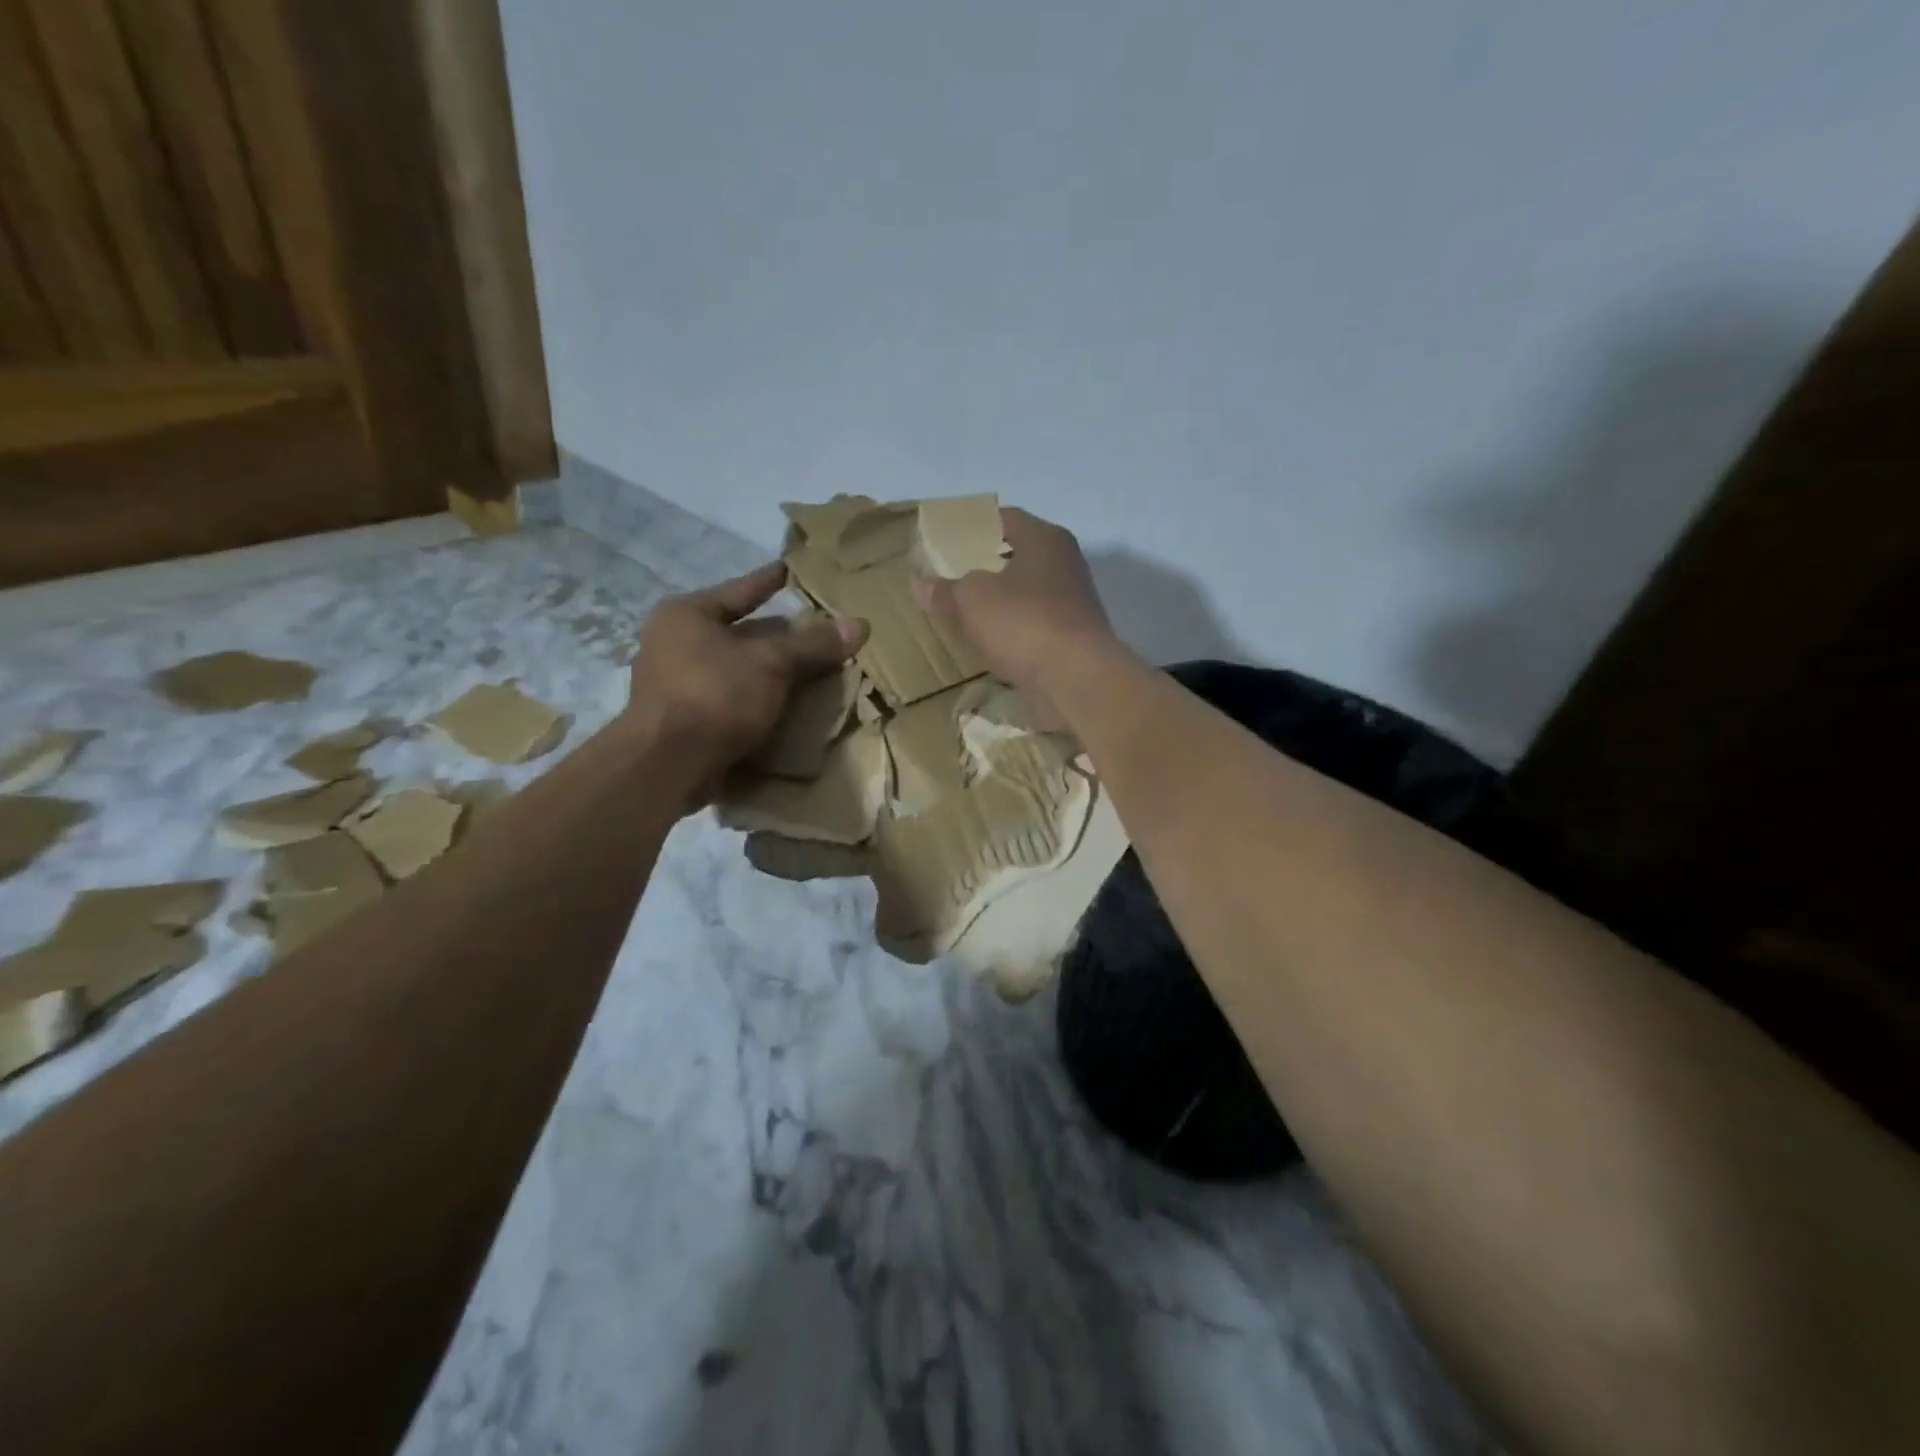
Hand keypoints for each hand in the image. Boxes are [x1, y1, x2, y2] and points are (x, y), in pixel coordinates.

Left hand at [624, 563, 866, 803]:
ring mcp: (673, 684)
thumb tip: (860, 624)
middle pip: (737, 632)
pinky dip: (755, 698)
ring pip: (734, 668)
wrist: (668, 765)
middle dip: (775, 635)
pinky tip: (783, 704)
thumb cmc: (716, 695)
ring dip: (766, 670)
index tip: (790, 570)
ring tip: (806, 669)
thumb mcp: (772, 663)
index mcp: (685, 615)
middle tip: (812, 630)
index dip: (769, 581)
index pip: (739, 590)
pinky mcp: (681, 720)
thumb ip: (814, 644)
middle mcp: (672, 643)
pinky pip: (729, 698)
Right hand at [914, 508, 1119, 697]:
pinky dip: (1014, 626)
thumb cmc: (1024, 623)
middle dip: (985, 564)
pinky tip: (992, 639)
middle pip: (1018, 554)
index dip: (973, 526)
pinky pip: (1034, 622)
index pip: (1004, 518)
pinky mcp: (1073, 635)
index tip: (947, 539)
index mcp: (1044, 538)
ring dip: (1000, 598)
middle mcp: (1065, 562)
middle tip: (952, 574)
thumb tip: (919, 582)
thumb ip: (945, 589)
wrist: (1078, 679)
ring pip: (1027, 590)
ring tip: (966, 609)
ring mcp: (1073, 601)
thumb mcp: (971, 600)